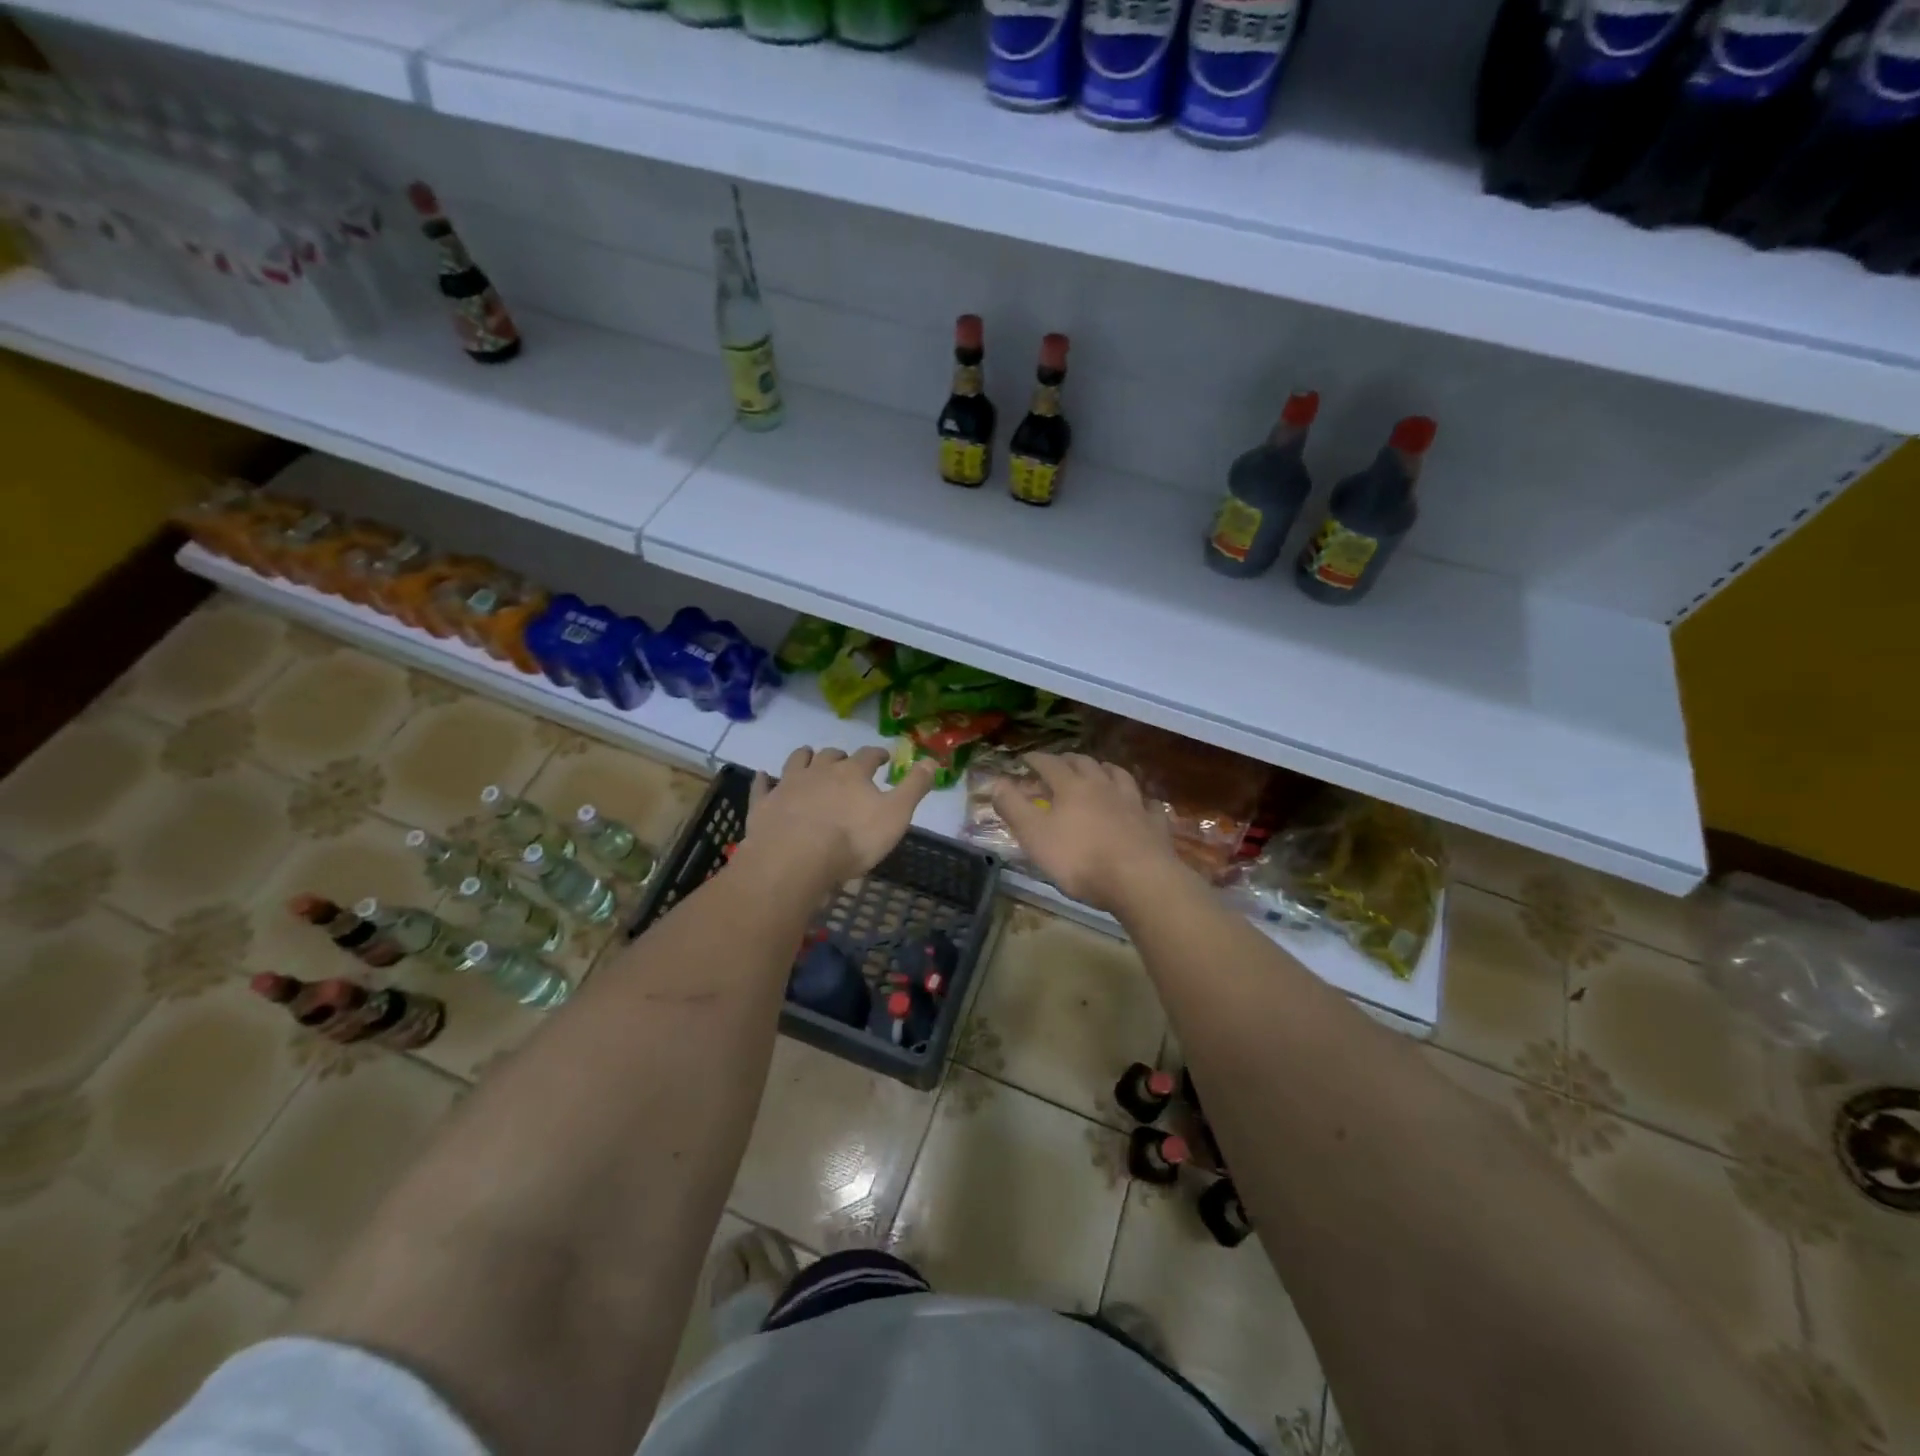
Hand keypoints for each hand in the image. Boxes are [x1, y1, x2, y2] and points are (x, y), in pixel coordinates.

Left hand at [742, 745, 936, 892]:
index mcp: (853, 773)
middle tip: (846, 761)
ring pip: (797, 761)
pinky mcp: (765, 804)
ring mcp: (788, 785)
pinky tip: (763, 776)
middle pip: (831, 755)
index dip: (878, 755)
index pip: (869, 756)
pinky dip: (764, 780)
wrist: (795, 858)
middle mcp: (820, 771)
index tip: (884, 757)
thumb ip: (914, 787)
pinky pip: (762, 786)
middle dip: (840, 756)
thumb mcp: (896, 815)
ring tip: (809, 756)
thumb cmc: (852, 839)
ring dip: (805, 757)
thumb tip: (933, 760)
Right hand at [991, 752, 1181, 912]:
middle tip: (1060, 763)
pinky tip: (1140, 803)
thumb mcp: (1034, 835)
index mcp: (1072, 786)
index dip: (1035, 759)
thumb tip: (996, 782)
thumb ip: (1013, 807)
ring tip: (1100, 771)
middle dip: (1069, 760)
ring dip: (1106, 770)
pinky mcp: (1154, 823)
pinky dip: (1140, 800)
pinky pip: (1148, 804)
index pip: (1049, 764)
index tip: (1025, 758)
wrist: (1139, 879)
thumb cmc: (1080, 858)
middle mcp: (1103, 786)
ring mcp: (1133, 802)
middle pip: (1085, 764)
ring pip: (1119, 776)